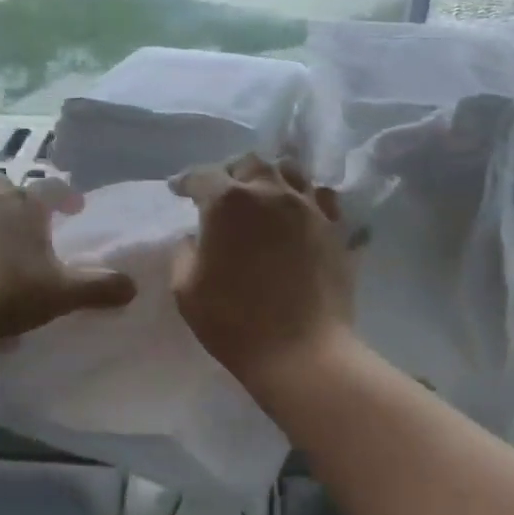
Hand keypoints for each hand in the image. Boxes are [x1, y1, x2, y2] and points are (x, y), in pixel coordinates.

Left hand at [0, 173, 135, 340]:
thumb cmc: (6, 288)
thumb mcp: (59, 294)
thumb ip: (97, 289)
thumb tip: (133, 287)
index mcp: (24, 207)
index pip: (52, 190)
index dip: (66, 196)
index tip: (75, 207)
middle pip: (1, 187)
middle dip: (13, 199)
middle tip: (22, 222)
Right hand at [169, 154, 355, 394]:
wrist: (301, 350)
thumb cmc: (234, 322)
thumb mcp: (186, 290)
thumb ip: (184, 253)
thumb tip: (195, 237)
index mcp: (227, 202)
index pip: (202, 176)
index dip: (186, 182)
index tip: (178, 190)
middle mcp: (270, 192)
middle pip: (250, 163)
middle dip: (231, 172)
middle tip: (222, 191)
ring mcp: (307, 207)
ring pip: (289, 170)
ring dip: (270, 176)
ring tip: (263, 193)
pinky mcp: (335, 227)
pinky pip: (322, 196)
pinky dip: (306, 195)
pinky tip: (299, 210)